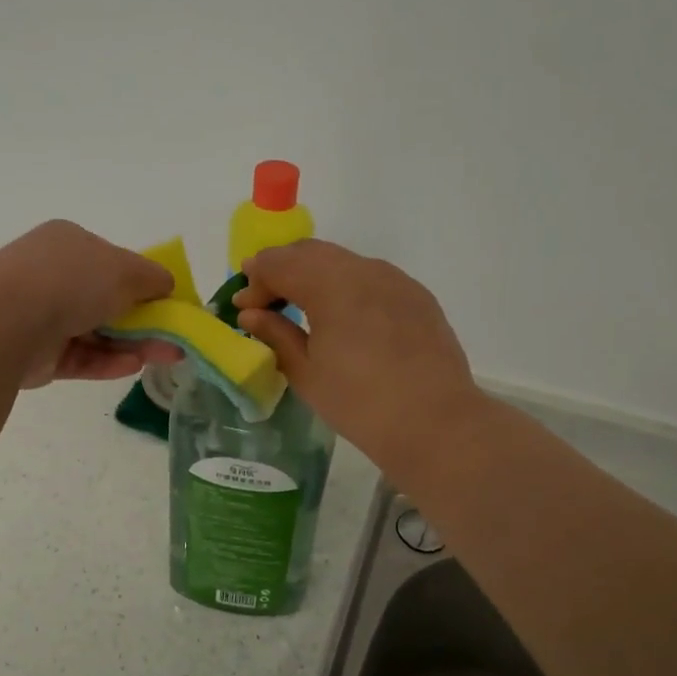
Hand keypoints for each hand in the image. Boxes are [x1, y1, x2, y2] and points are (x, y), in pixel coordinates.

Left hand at [0, 221, 180, 387]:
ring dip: (133, 343)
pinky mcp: (37, 354)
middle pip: (105, 299)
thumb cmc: (70, 281)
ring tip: (167, 355)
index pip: (111, 260)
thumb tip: (167, 285)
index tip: (169, 301)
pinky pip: (80, 357)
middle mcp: (51, 276)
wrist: (7, 322)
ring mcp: (41, 316)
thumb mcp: (125, 269)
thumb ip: (153, 278)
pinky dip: (108, 362)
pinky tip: (134, 366)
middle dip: (144, 319)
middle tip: (175, 336)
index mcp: (67, 243)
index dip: (142, 281)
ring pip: (96, 331)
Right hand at [234, 240, 481, 467]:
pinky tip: (342, 316)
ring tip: (301, 306)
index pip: (279, 264)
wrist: (434, 423)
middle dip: (282, 269)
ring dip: (314, 275)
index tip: (243, 306)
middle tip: (265, 300)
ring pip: (343, 261)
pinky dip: (345, 285)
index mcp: (331, 285)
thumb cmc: (359, 403)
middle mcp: (364, 270)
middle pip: (311, 252)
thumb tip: (251, 313)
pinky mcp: (416, 296)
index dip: (255, 281)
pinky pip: (371, 277)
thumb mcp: (306, 372)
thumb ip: (276, 334)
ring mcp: (396, 280)